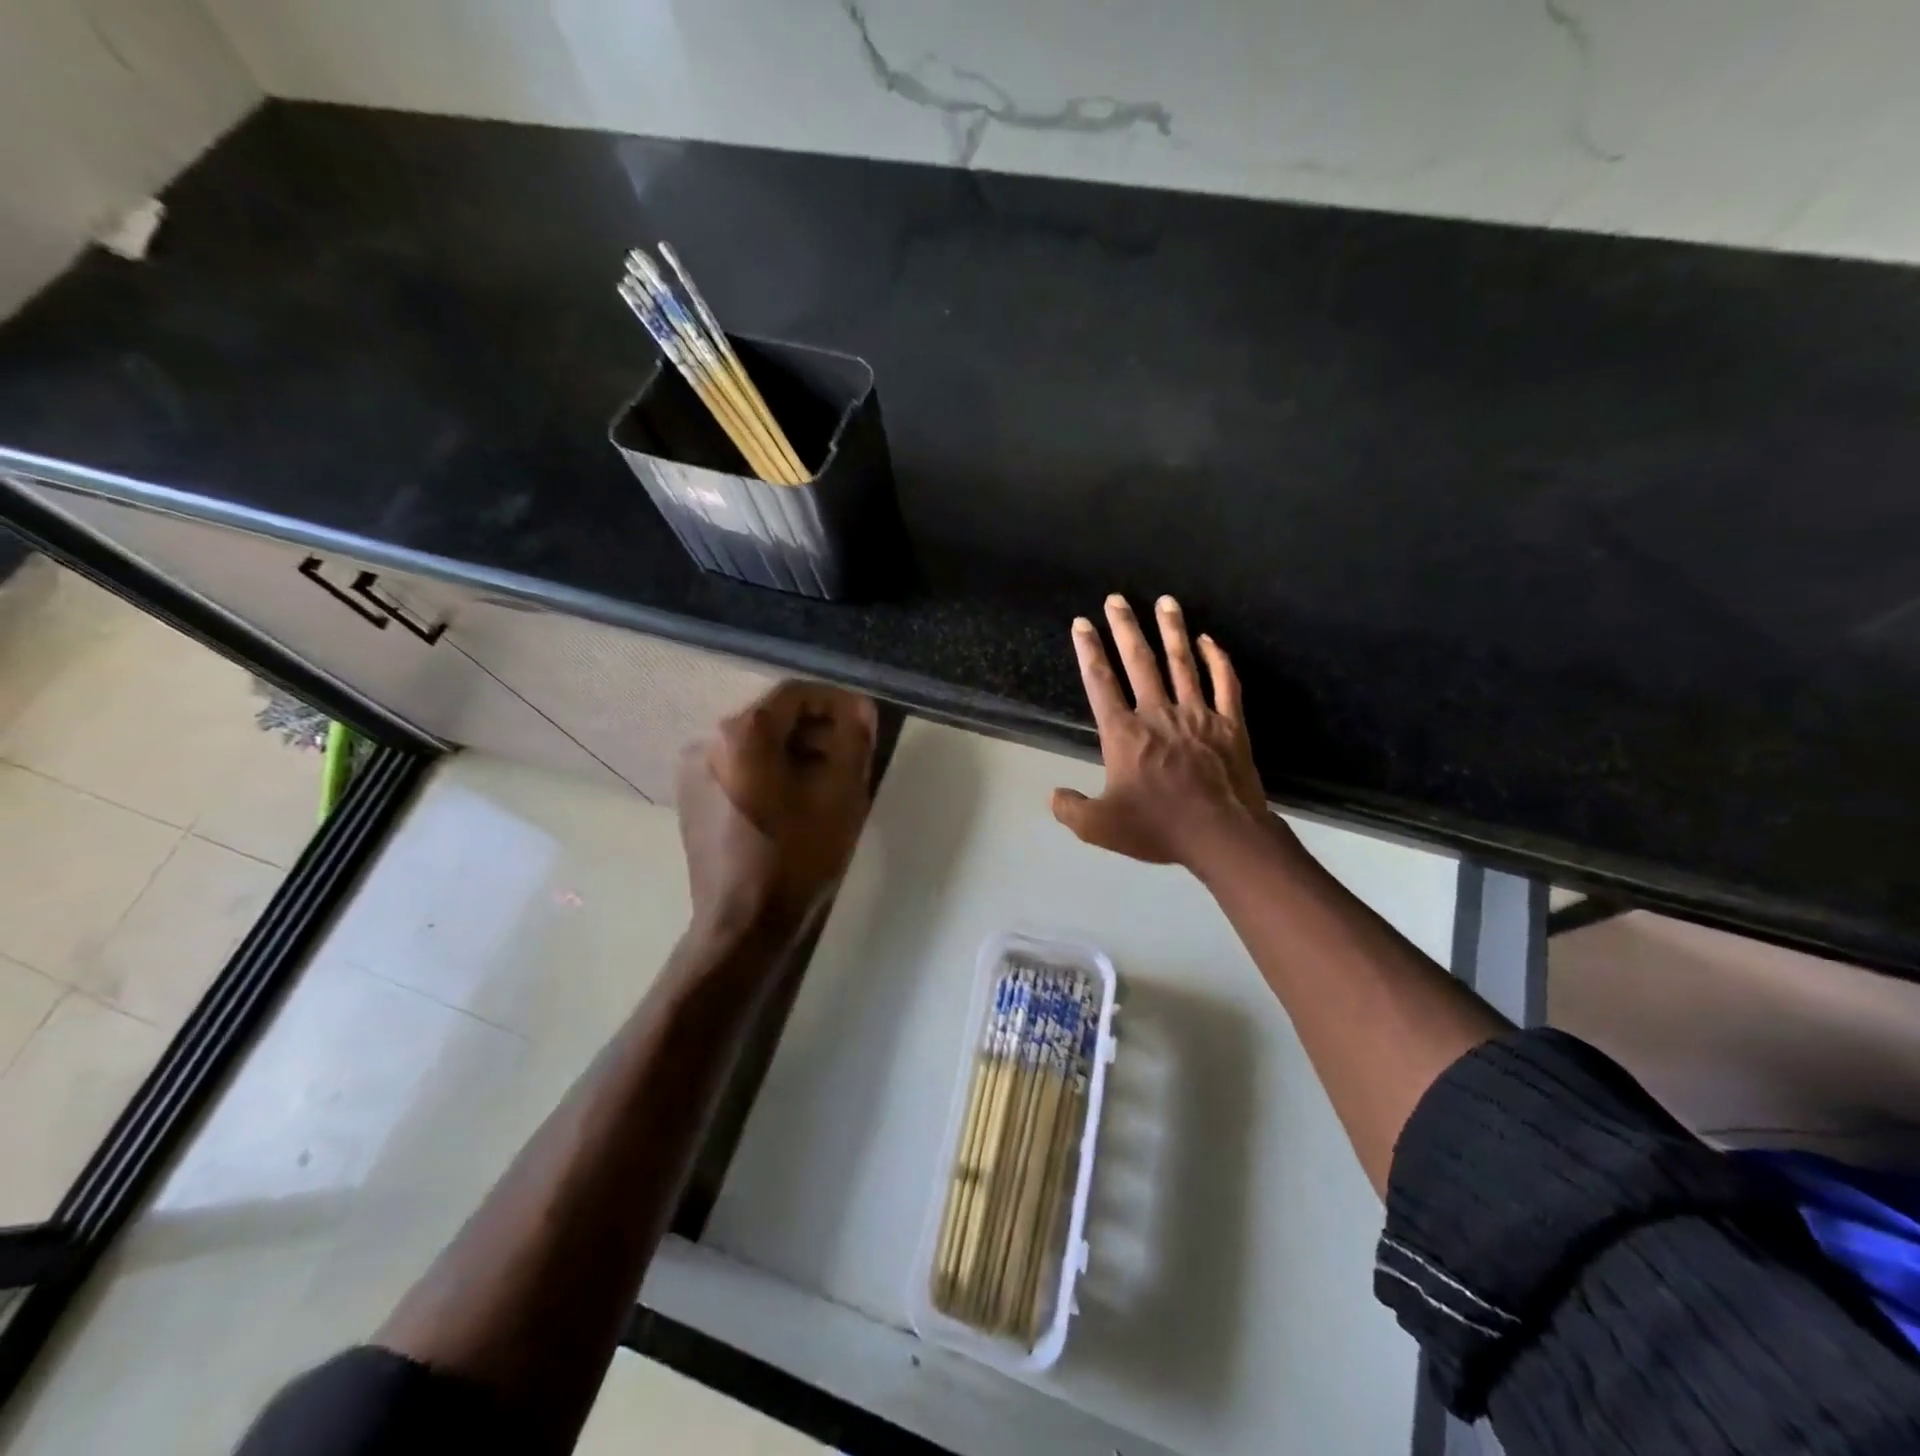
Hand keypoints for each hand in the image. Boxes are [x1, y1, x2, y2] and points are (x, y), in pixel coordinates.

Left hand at [677, 680, 878, 939]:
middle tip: (851, 757)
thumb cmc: (797, 857)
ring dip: (795, 752)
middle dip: (817, 730)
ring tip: (827, 783)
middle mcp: (707, 740)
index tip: (864, 724)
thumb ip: (854, 739)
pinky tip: (794, 802)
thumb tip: (859, 707)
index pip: (796, 693)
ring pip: (756, 743)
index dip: (836, 702)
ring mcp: (693, 770)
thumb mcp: (842, 794)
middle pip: (774, 717)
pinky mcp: (692, 797)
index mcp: (741, 733)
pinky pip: (739, 766)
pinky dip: (770, 771)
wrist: (743, 925)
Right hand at [1052, 594, 1267, 866]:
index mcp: (1125, 734)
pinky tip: (1209, 640)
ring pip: (1182, 662)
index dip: (1089, 651)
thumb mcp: (1100, 827)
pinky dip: (1217, 659)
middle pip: (1139, 661)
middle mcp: (1158, 714)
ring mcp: (1197, 714)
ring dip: (1171, 630)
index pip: (1101, 683)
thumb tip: (1053, 795)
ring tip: (1165, 601)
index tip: (1082, 624)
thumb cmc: (1159, 827)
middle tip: (1116, 598)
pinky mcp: (1229, 723)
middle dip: (1125, 627)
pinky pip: (1225, 682)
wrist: (1222, 835)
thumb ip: (1071, 809)